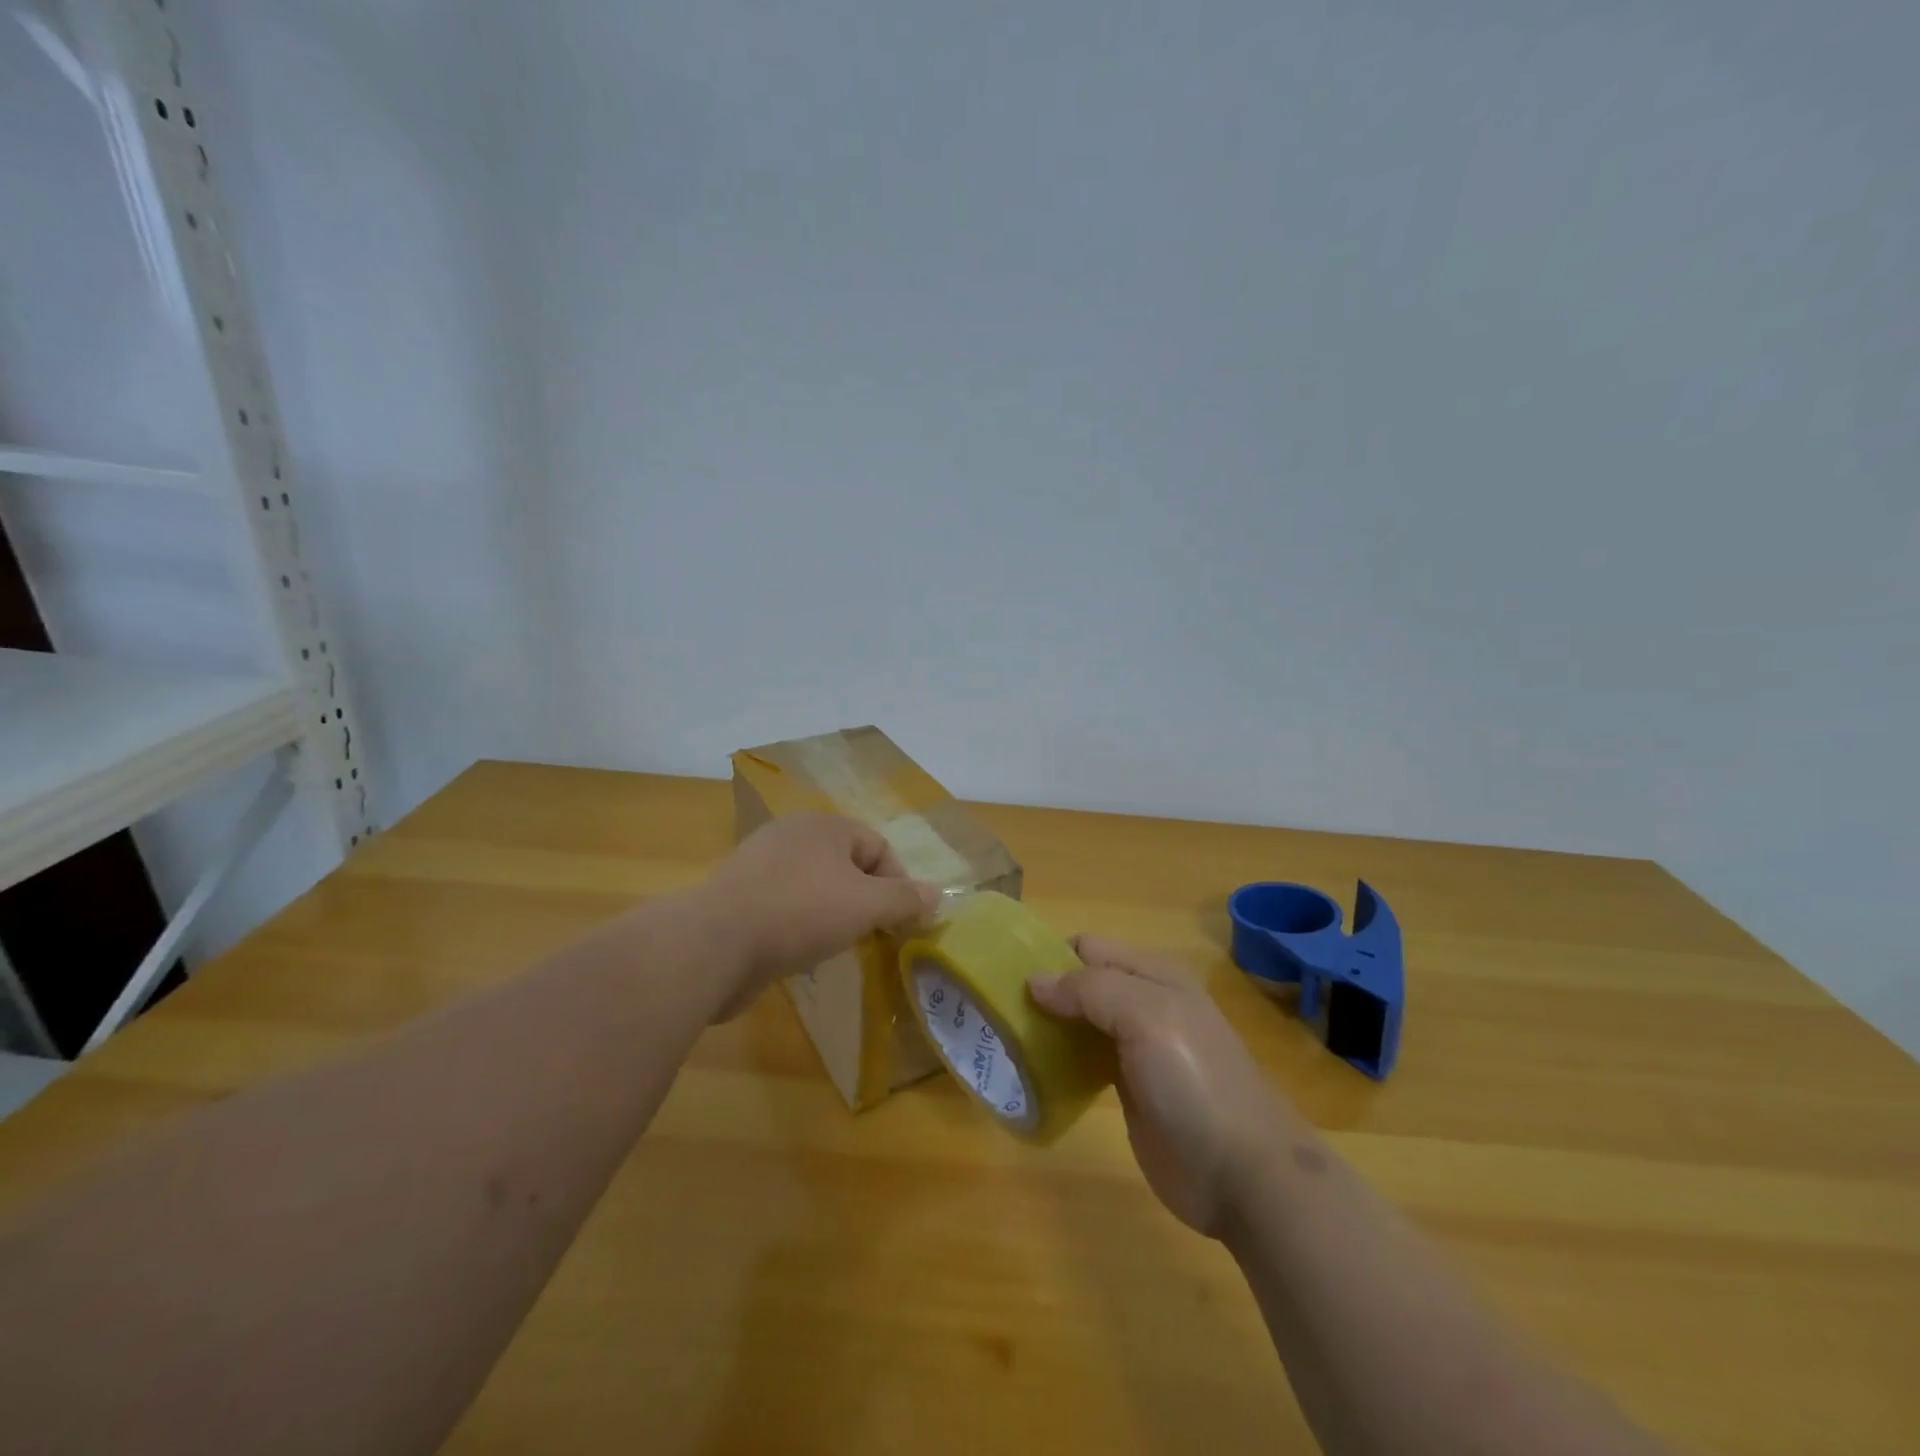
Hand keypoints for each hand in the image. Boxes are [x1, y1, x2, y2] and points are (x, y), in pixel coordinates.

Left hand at [700, 814, 939, 1014]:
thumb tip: (937, 895)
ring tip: (836, 945)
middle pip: (847, 865)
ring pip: (815, 887)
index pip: (878, 846)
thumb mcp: (866, 905)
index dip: (897, 883)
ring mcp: (760, 864)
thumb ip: (905, 899)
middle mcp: (792, 835)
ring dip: (832, 915)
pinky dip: (800, 926)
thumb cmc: (801, 912)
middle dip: (865, 900)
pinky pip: (785, 906)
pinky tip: (798, 951)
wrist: (715, 943)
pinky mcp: (739, 896)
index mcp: (824, 825)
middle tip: (870, 934)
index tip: (899, 922)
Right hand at [1030, 937, 1292, 1237]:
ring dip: (1047, 1026)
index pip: (1087, 947)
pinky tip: (1032, 1072)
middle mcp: (1142, 1003)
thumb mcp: (1146, 1016)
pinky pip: (1083, 1061)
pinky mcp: (1126, 1088)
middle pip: (1080, 984)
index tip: (1005, 977)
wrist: (1244, 1173)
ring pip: (1078, 1022)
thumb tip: (1034, 980)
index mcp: (1152, 974)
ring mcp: (1135, 1048)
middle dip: (1043, 991)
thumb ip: (1090, 989)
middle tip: (998, 1012)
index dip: (1050, 955)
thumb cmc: (1195, 1080)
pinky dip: (1058, 1060)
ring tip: (1004, 1039)